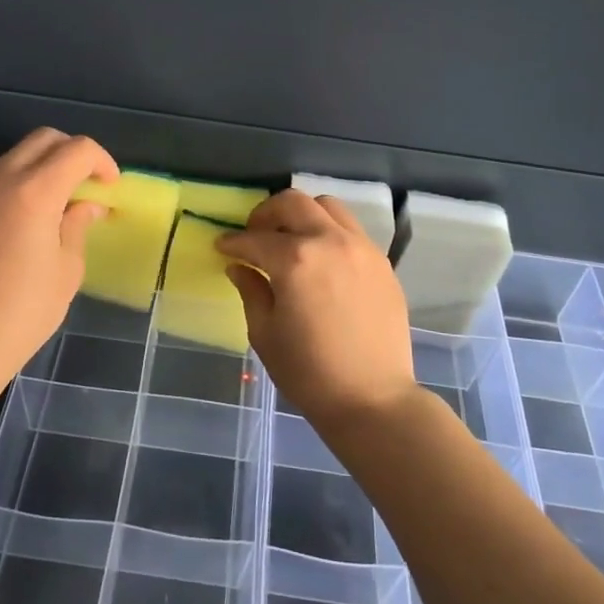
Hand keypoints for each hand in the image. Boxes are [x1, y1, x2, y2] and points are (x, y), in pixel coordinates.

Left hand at [0, 129, 118, 399]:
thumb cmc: (25, 310)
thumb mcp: (67, 269)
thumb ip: (77, 225)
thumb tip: (87, 206)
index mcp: (35, 191)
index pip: (77, 150)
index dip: (101, 161)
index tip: (111, 187)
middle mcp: (3, 180)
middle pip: (44, 139)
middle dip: (73, 152)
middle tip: (89, 184)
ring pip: (18, 154)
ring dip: (46, 164)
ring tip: (62, 200)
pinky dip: (23, 180)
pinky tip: (33, 215)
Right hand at [218, 191, 417, 434]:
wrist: (373, 400)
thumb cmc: (310, 373)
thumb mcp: (266, 333)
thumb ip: (251, 291)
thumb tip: (239, 267)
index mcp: (295, 260)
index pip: (255, 239)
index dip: (233, 242)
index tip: (222, 246)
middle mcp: (330, 241)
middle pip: (293, 203)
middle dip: (266, 213)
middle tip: (254, 234)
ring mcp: (361, 248)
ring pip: (327, 207)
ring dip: (302, 215)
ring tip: (290, 240)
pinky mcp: (381, 262)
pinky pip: (351, 230)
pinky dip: (329, 232)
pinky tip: (321, 260)